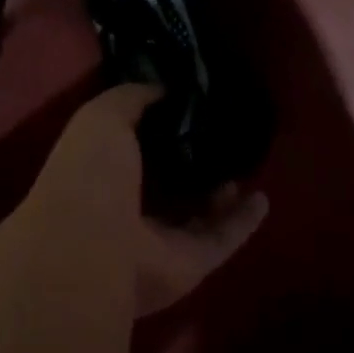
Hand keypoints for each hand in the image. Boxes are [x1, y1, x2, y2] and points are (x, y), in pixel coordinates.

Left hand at [25, 85, 267, 316]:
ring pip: (197, 214)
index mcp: (101, 171)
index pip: (132, 146)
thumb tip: (165, 89)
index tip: (189, 105)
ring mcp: (158, 240)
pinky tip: (263, 198)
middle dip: (192, 161)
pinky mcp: (190, 263)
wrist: (95, 249)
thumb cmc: (90, 174)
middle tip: (223, 134)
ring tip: (244, 163)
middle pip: (167, 183)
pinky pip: (222, 239)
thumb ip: (132, 98)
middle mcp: (127, 208)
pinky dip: (243, 222)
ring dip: (220, 192)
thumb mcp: (103, 116)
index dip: (158, 126)